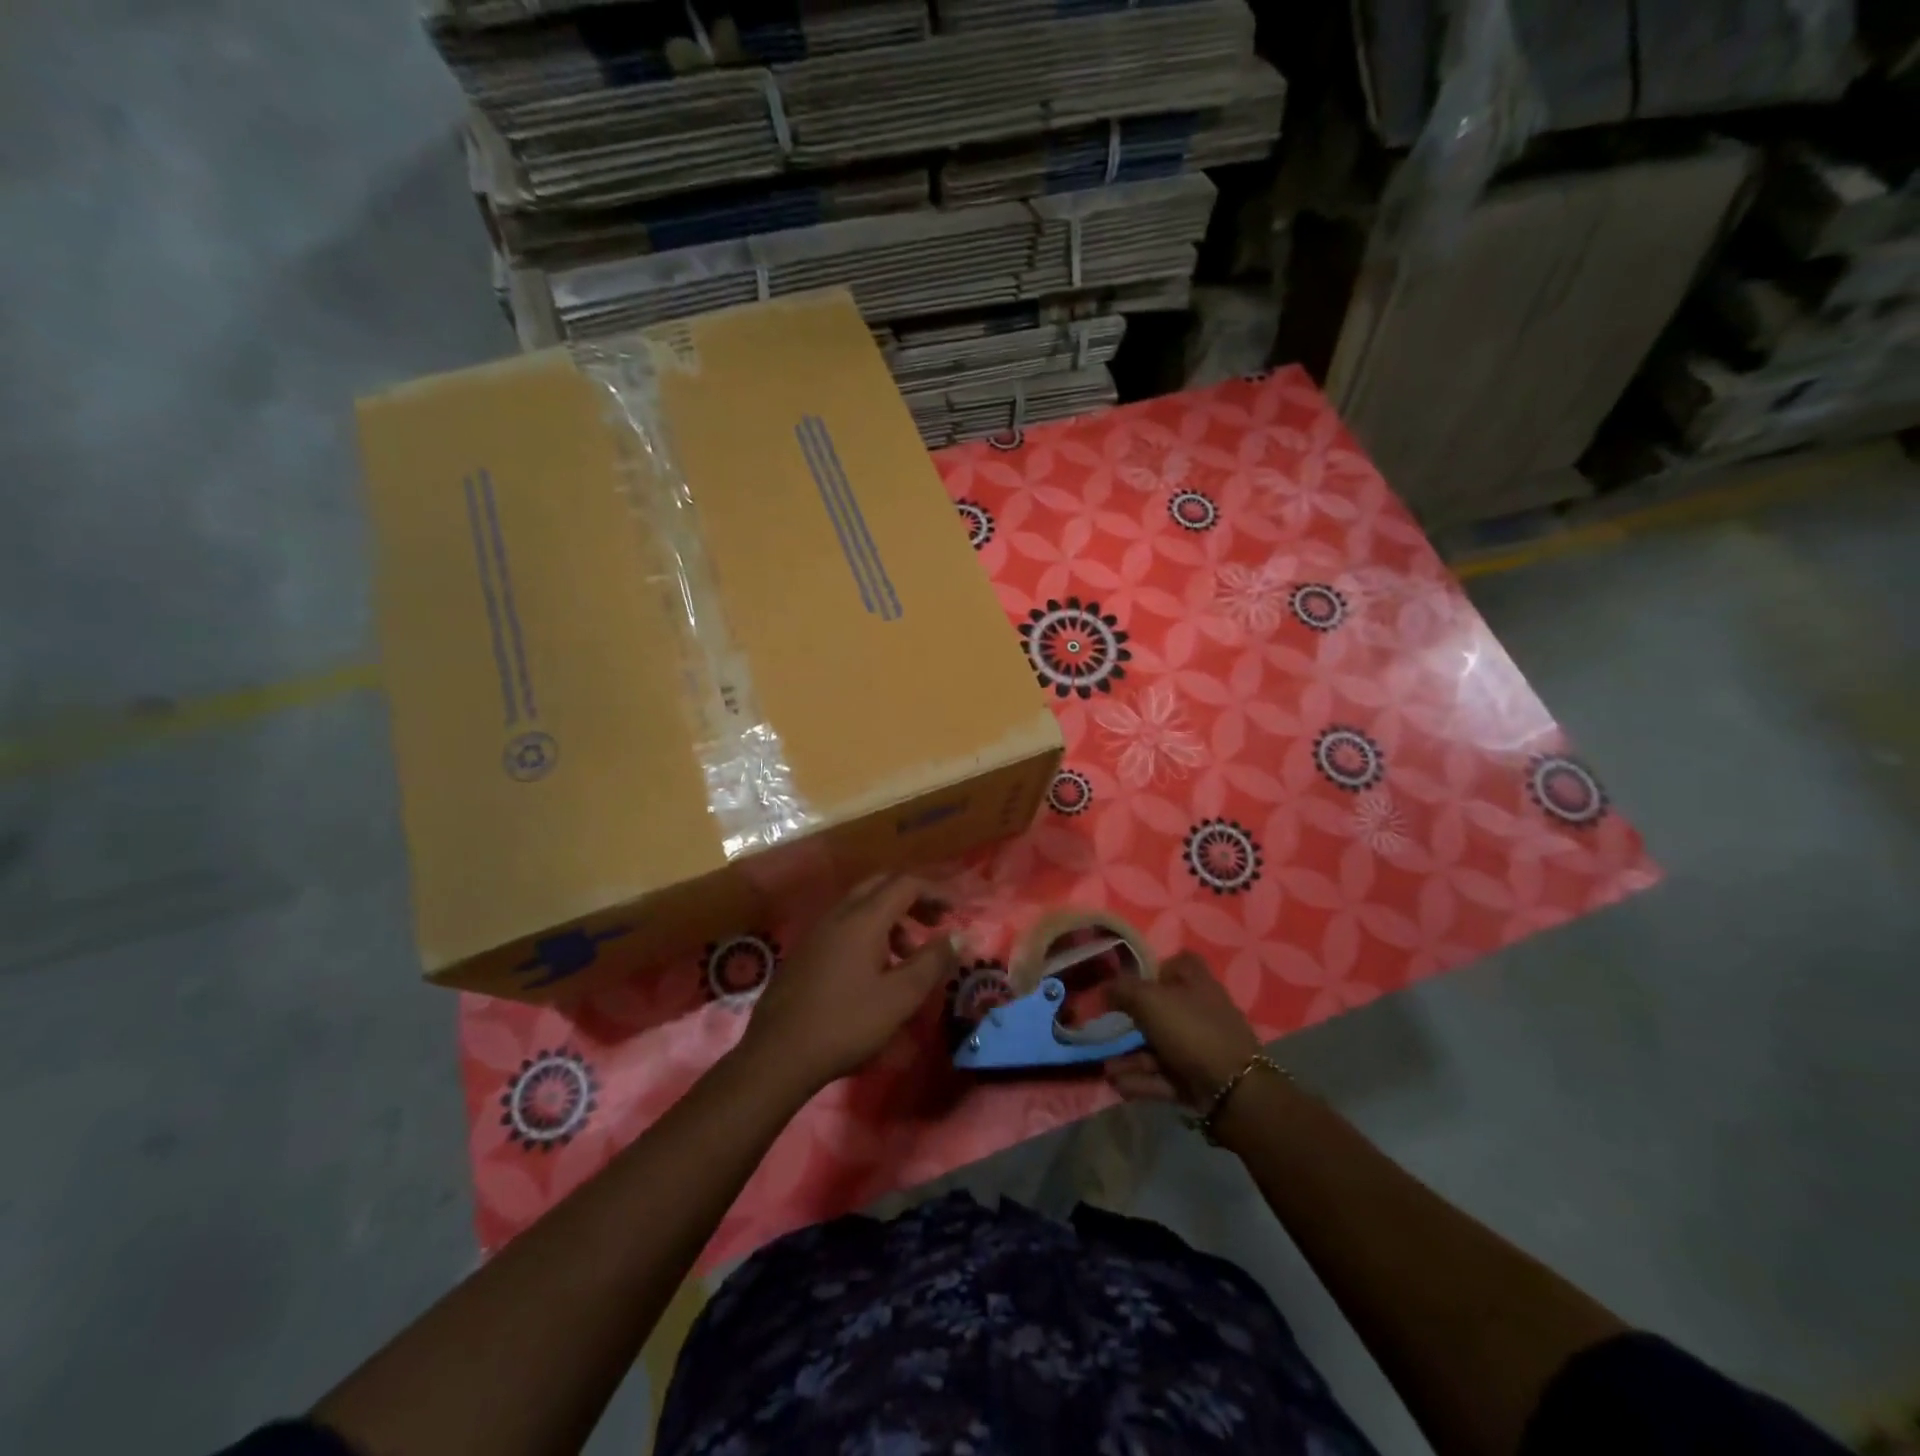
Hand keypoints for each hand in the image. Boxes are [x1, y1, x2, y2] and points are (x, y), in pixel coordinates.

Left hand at [739, 875, 957, 1096]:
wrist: (778, 1054)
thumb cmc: (846, 1023)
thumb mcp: (899, 997)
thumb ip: (932, 962)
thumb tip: (959, 936)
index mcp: (863, 918)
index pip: (905, 884)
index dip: (935, 892)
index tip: (956, 912)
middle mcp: (838, 914)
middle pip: (881, 886)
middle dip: (912, 899)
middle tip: (934, 923)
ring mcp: (817, 931)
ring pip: (861, 906)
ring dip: (890, 919)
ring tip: (908, 954)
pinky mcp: (805, 951)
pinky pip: (844, 925)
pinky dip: (869, 932)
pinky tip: (874, 969)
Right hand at [1105, 952, 1260, 1108]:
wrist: (1234, 1091)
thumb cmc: (1191, 1030)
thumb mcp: (1149, 1000)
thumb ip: (1122, 990)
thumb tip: (1103, 988)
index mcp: (1196, 981)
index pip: (1177, 963)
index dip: (1153, 969)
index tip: (1127, 982)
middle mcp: (1200, 1010)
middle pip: (1161, 1009)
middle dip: (1130, 1022)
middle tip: (1104, 1029)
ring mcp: (1200, 1046)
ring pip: (1158, 1046)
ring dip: (1130, 1057)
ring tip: (1105, 1069)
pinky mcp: (1198, 1077)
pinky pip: (1164, 1074)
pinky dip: (1142, 1078)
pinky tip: (1118, 1084)